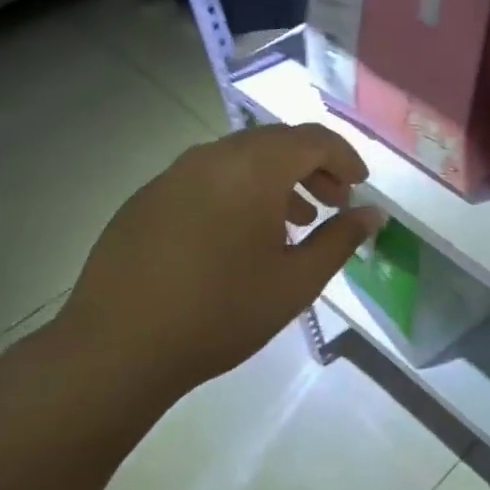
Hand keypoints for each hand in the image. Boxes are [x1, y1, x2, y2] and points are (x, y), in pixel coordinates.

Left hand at [54, 123, 382, 408]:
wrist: (114, 350)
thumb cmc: (220, 313)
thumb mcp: (296, 281)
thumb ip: (342, 239)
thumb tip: (374, 214)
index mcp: (254, 169)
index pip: (313, 140)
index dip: (344, 158)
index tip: (360, 188)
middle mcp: (213, 157)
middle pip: (277, 142)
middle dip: (313, 166)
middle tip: (334, 203)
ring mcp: (173, 175)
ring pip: (241, 158)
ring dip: (277, 179)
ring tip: (294, 222)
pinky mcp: (146, 198)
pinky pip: (207, 177)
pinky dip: (238, 190)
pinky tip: (239, 236)